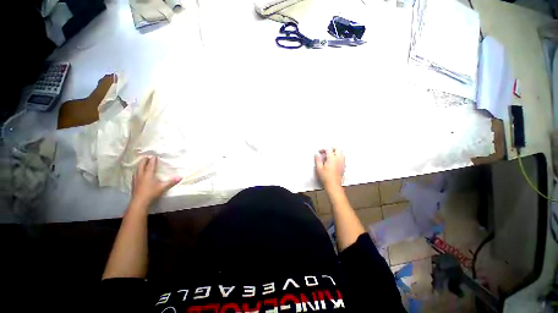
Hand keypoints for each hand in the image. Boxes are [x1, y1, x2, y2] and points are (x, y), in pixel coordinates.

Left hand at [131, 156, 180, 206]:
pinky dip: (137, 171)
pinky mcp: (133, 184)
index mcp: (148, 174)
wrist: (139, 202)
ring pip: (137, 169)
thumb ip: (171, 182)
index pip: (150, 165)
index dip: (152, 160)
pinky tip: (138, 173)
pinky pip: (135, 174)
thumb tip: (180, 177)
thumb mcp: (163, 187)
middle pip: (141, 165)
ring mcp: (136, 179)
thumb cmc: (151, 193)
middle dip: (144, 160)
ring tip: (142, 163)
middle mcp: (141, 175)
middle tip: (146, 157)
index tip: (154, 156)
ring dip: (139, 165)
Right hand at [315, 148, 344, 189]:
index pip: (328, 150)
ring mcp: (342, 163)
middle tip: (326, 151)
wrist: (333, 185)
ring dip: (336, 152)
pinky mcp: (343, 166)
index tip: (320, 152)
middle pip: (338, 149)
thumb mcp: (319, 168)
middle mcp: (339, 159)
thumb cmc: (326, 178)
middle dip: (332, 148)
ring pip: (341, 153)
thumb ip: (318, 160)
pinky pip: (342, 158)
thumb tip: (317, 155)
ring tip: (330, 155)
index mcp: (332, 159)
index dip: (323, 149)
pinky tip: (334, 161)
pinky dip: (338, 157)